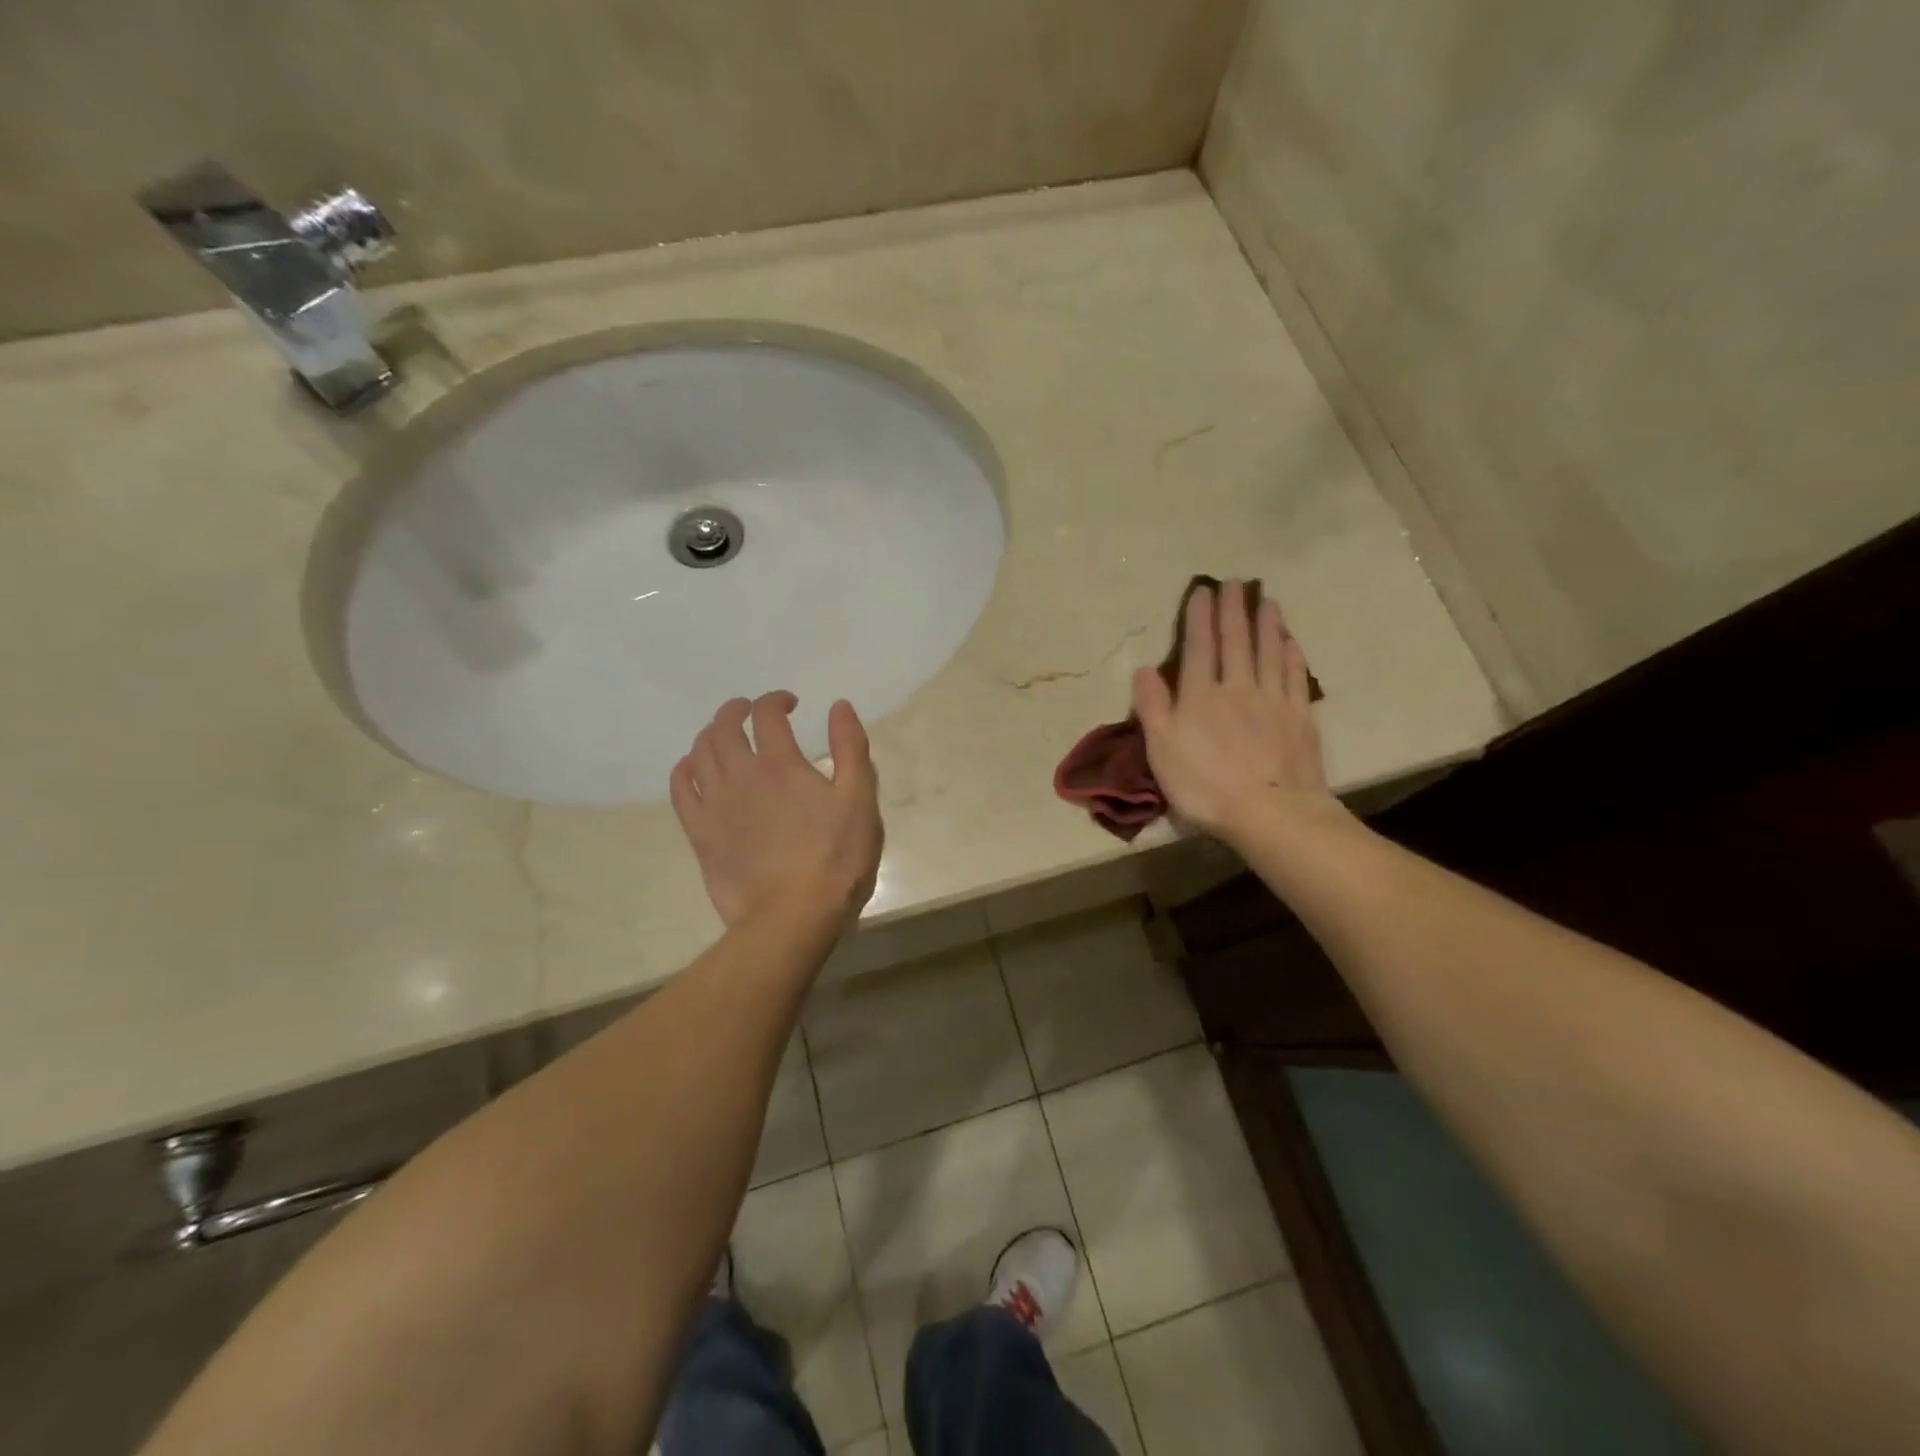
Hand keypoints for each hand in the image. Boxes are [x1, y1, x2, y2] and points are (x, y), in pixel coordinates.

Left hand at [670, 693, 883, 927]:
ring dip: (711, 734)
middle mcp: (741, 775)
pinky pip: (680, 789)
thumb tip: (838, 706)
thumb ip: (851, 748)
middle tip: (751, 712)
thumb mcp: (860, 800)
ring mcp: (715, 804)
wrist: (793, 917)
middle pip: (724, 726)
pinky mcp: (700, 833)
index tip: (790, 705)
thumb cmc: (836, 859)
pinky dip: (684, 769)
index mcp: (781, 764)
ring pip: (700, 753)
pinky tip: (693, 768)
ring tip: (724, 736)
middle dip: (737, 710)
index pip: (767, 714)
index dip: (776, 700)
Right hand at [1132, 581, 1348, 847]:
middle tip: (1235, 582)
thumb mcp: (1161, 750)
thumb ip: (1152, 707)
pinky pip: (1295, 677)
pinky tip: (1291, 642)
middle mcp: (1238, 687)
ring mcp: (1273, 700)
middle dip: (1233, 610)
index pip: (1198, 647)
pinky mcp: (1300, 717)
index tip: (1202, 590)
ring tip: (1266, 600)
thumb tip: (1145, 669)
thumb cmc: (1205, 785)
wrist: (1270, 812)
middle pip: (1236, 641)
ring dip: (1267, 624)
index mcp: (1200, 695)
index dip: (1199, 617)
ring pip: (1269, 652)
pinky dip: (1292, 655)